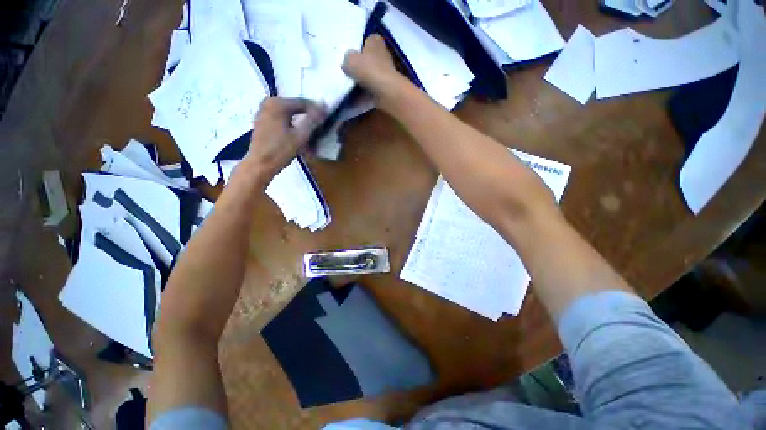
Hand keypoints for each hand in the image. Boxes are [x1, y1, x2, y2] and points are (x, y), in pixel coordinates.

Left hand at [241, 98, 324, 181]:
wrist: (260, 165)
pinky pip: (283, 121)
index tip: (328, 120)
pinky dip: (292, 128)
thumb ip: (313, 120)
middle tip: (319, 132)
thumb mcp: (301, 136)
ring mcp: (264, 112)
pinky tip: (298, 139)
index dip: (318, 111)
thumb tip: (324, 106)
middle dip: (309, 120)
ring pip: (290, 116)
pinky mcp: (263, 122)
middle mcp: (269, 103)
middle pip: (297, 109)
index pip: (304, 103)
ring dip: (301, 126)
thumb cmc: (281, 150)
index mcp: (277, 103)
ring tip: (311, 139)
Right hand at [343, 35, 406, 110]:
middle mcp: (383, 55)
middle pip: (370, 59)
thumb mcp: (351, 60)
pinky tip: (357, 99)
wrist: (386, 92)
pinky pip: (373, 90)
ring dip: (363, 81)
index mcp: (376, 41)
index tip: (352, 56)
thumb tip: (348, 62)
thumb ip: (347, 58)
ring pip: (371, 76)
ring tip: (351, 87)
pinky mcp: (387, 88)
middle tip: (349, 72)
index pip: (368, 40)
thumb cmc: (369, 70)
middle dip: (361, 66)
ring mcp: (386, 73)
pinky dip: (366, 94)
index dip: (360, 47)